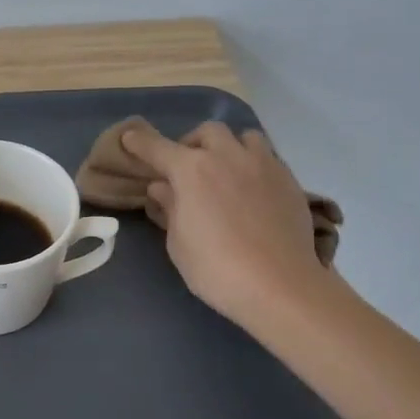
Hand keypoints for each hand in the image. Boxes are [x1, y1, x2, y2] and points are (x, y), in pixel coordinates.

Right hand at [121, 121, 332, 329]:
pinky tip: (252, 190)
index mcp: (192, 171)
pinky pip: (267, 158)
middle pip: (206, 132)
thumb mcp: (178, 243)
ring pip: (243, 137)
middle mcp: (228, 156)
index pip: (158, 148)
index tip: (130, 138)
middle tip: (187, 168)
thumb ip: (170, 209)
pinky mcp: (289, 179)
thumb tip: (163, 187)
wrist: (279, 286)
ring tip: (226, 170)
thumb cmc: (216, 269)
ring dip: (229, 147)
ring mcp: (263, 164)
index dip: (140, 142)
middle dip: (192, 144)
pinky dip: (253, 165)